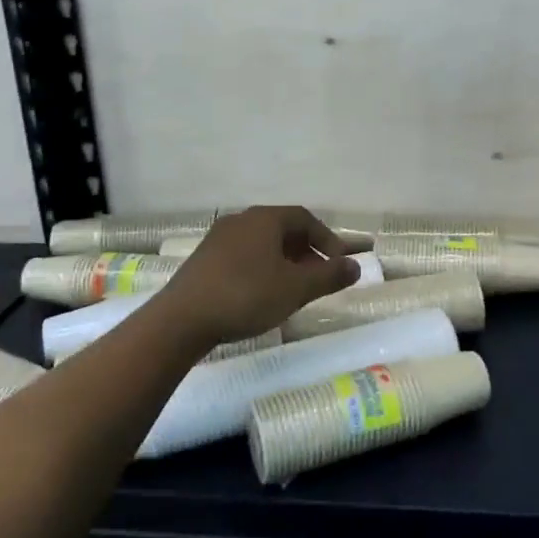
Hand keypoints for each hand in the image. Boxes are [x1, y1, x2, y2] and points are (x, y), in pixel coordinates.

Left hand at [146, 206, 357, 348]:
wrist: (182, 319)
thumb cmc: (247, 296)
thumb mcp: (296, 288)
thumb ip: (329, 276)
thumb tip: (356, 266)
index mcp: (264, 219)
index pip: (305, 218)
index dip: (327, 239)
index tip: (339, 264)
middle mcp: (241, 220)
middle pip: (282, 228)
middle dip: (306, 251)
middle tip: (319, 277)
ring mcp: (218, 239)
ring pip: (262, 243)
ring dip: (284, 261)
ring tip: (293, 289)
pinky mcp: (203, 259)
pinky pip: (243, 255)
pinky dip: (261, 268)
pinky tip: (261, 294)